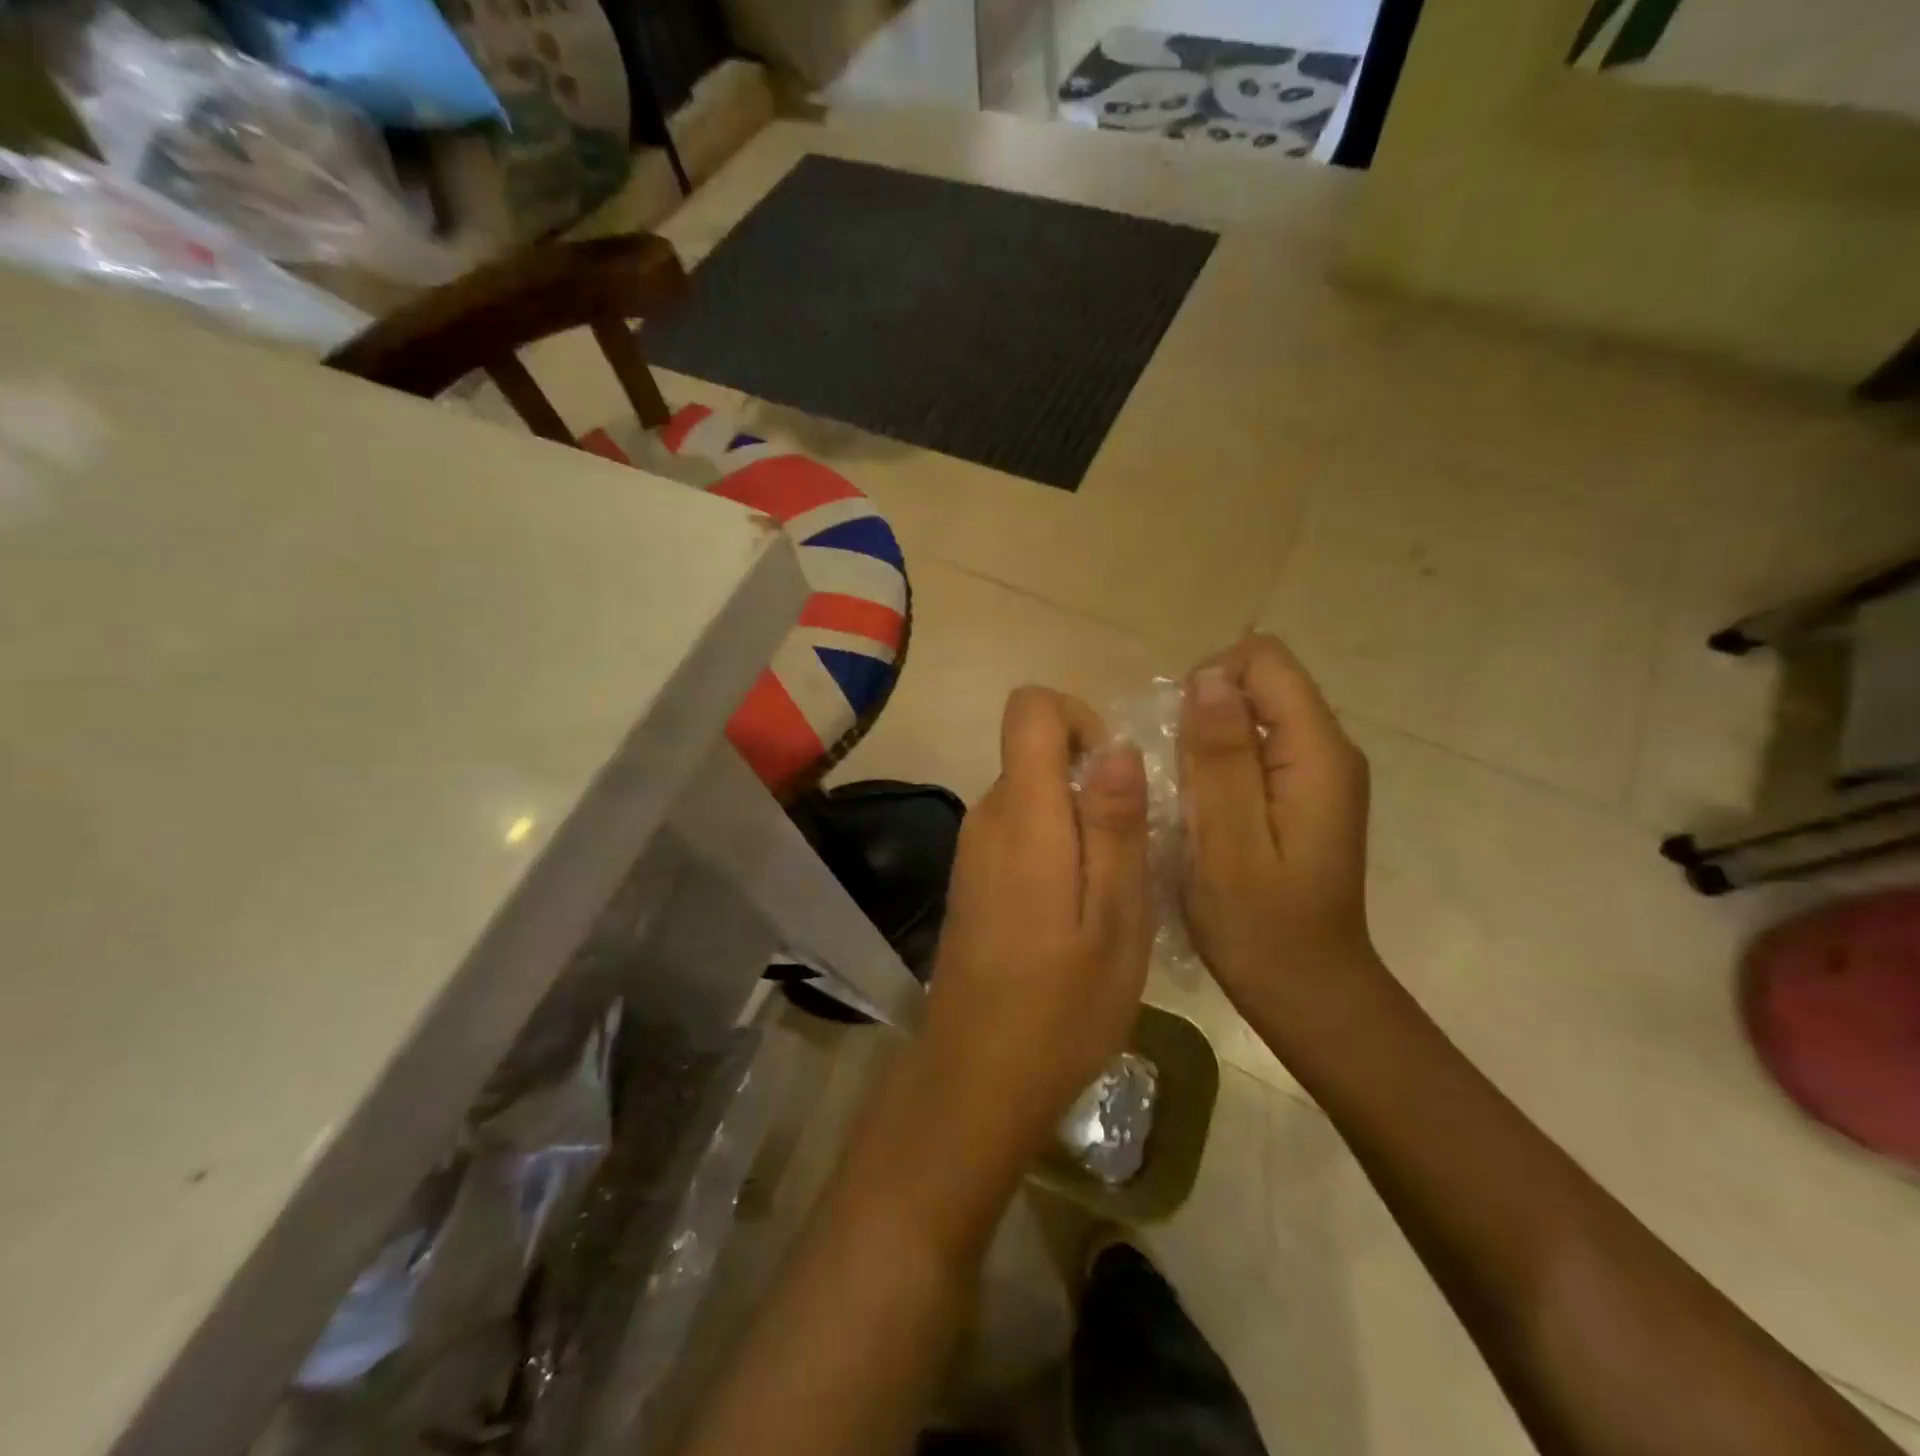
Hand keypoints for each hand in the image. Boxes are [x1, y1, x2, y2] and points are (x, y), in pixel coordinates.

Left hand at [909, 687, 1152, 1185]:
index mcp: (1022, 814)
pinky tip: (1077, 913)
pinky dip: (1055, 848)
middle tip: (1129, 855)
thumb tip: (1117, 744)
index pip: (1029, 709)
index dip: (1078, 718)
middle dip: (1089, 783)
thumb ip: (1114, 824)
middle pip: (1035, 754)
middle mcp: (987, 817)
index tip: (1115, 775)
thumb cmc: (1061, 1004)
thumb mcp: (1116, 916)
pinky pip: (1018, 833)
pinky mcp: (973, 878)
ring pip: (1031, 796)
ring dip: (1077, 822)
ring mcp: (973, 849)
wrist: (978, 1076)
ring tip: (1109, 893)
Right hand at [1179, 635, 1382, 1031]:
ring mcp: (1317, 774)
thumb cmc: (1260, 925)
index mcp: (1318, 753)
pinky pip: (1253, 750)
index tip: (1178, 741)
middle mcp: (1328, 750)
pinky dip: (1217, 768)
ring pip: (1251, 717)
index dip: (1209, 683)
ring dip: (1206, 745)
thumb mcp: (1227, 841)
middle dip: (1204, 717)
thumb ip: (1221, 756)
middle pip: (1258, 685)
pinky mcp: (1302, 795)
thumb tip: (1210, 677)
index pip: (1263, 660)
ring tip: (1186, 801)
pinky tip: (1202, 814)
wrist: (1306, 990)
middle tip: (1178, 782)